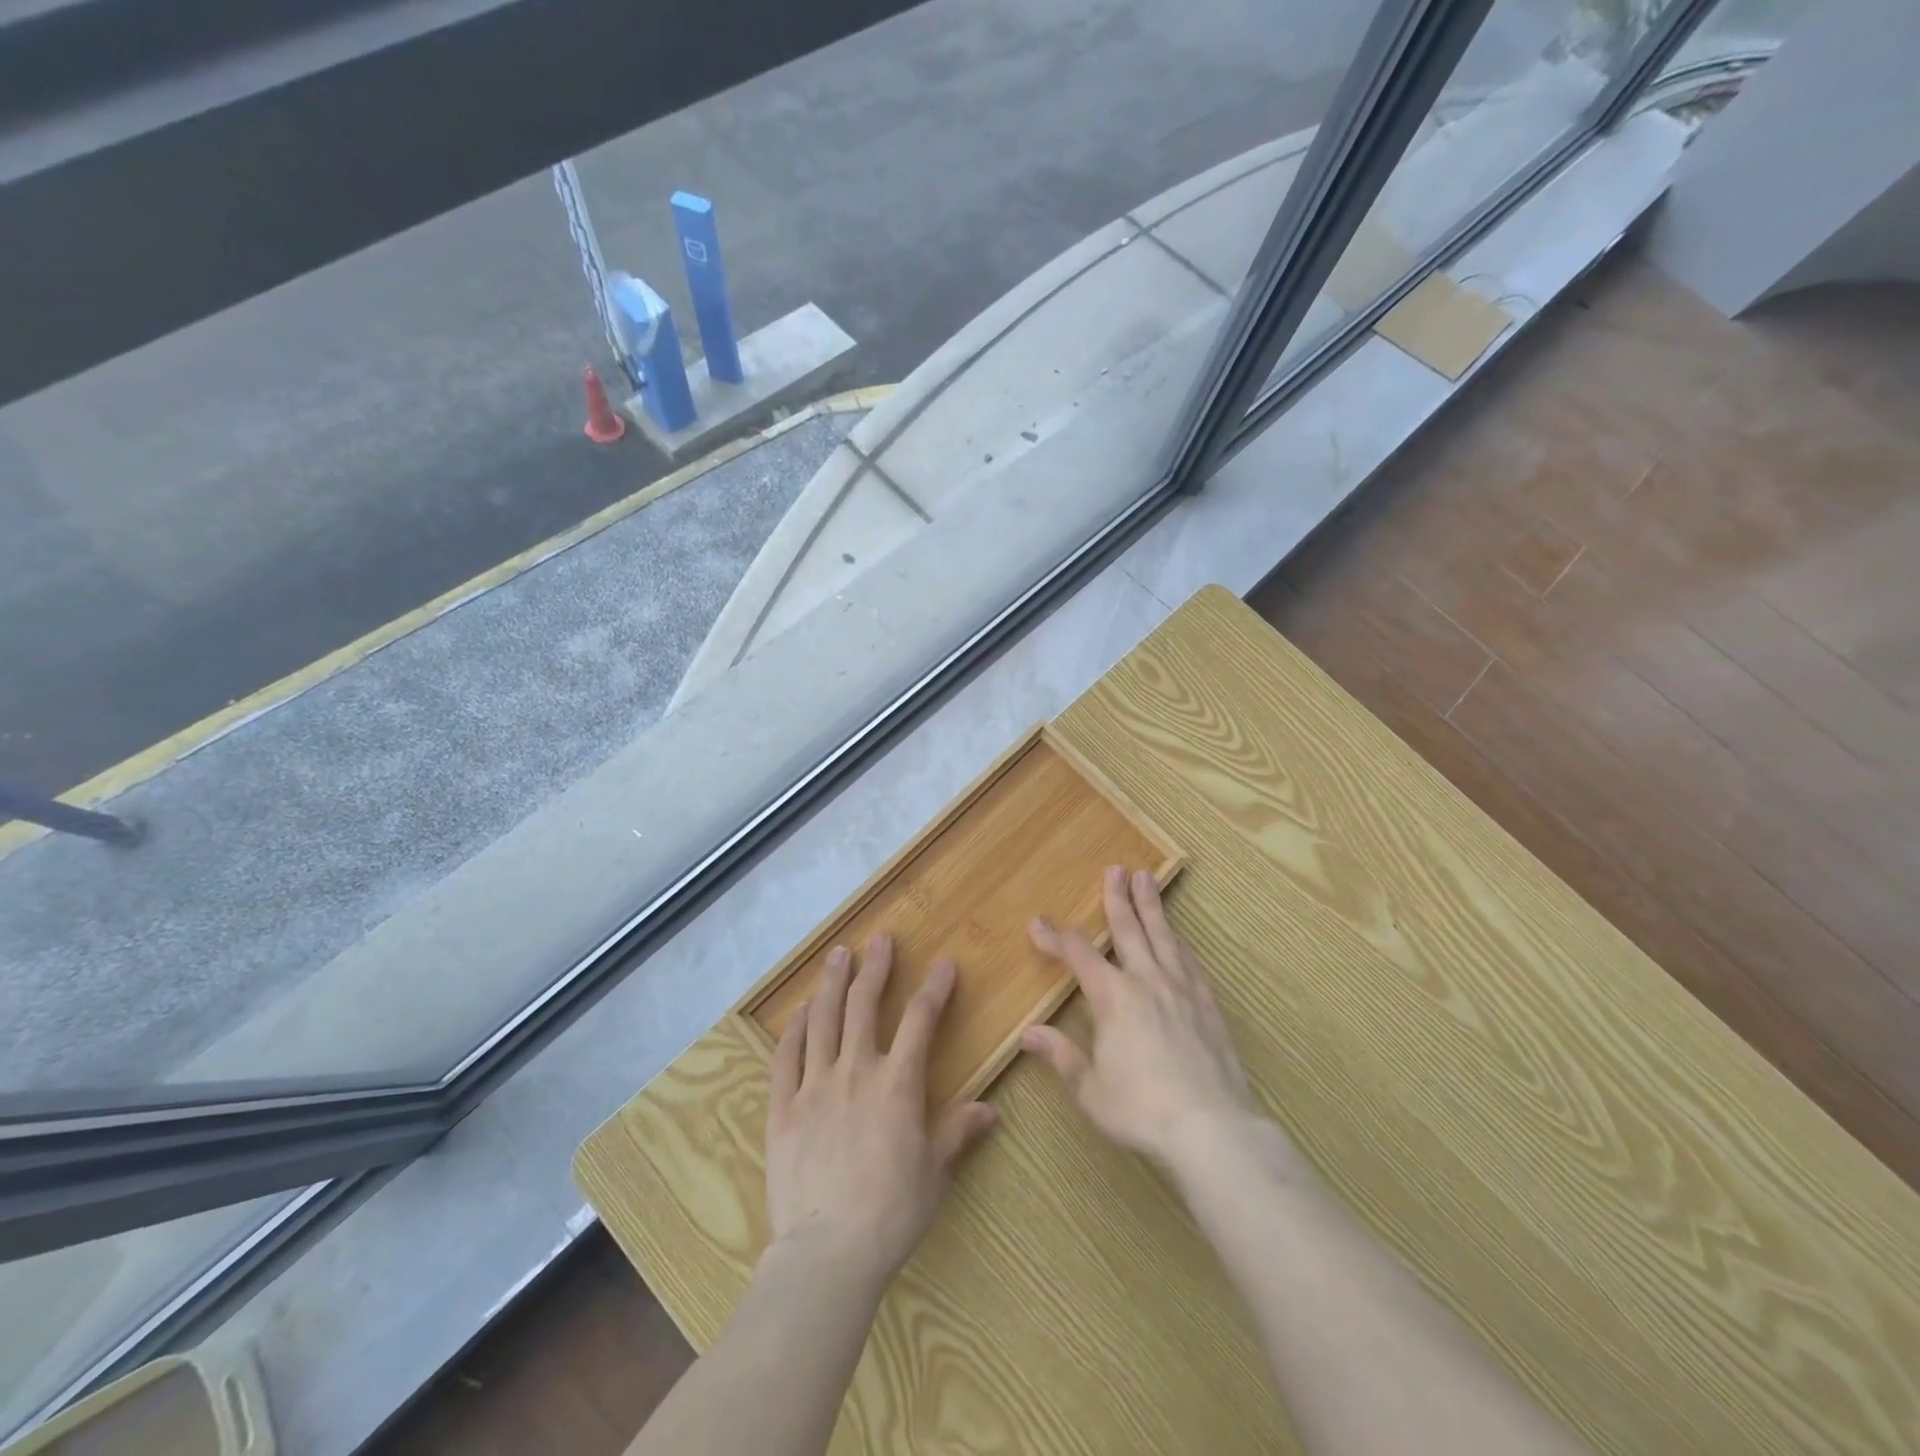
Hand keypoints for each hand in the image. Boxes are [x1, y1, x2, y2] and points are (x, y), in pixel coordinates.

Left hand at [765, 935, 997, 1283]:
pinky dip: (794, 1029)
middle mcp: (856, 1071)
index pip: (921, 1021)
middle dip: (875, 968)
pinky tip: (799, 1012)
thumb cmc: (891, 1214)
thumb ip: (957, 1133)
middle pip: (865, 1005)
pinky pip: (787, 1057)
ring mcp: (815, 1086)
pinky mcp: (783, 1107)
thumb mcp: (934, 1173)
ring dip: (832, 983)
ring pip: (823, 1020)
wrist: (827, 1253)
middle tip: (879, 940)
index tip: (943, 963)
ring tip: (838, 956)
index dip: (934, 988)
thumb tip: (989, 1110)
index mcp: (897, 1084)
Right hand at [1022, 866, 1260, 1170]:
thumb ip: (1061, 1055)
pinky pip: (1190, 961)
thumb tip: (1029, 1033)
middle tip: (1115, 868)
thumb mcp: (1090, 1088)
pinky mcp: (1208, 1005)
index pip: (1078, 955)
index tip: (1037, 922)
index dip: (1055, 937)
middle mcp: (1146, 981)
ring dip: (1152, 906)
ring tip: (1147, 879)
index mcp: (1113, 997)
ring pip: (1163, 936)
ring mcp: (1182, 990)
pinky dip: (1179, 942)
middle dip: (1117, 898)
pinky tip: (1178, 936)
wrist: (1211, 1129)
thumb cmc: (1140, 1109)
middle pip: (1128, 929)